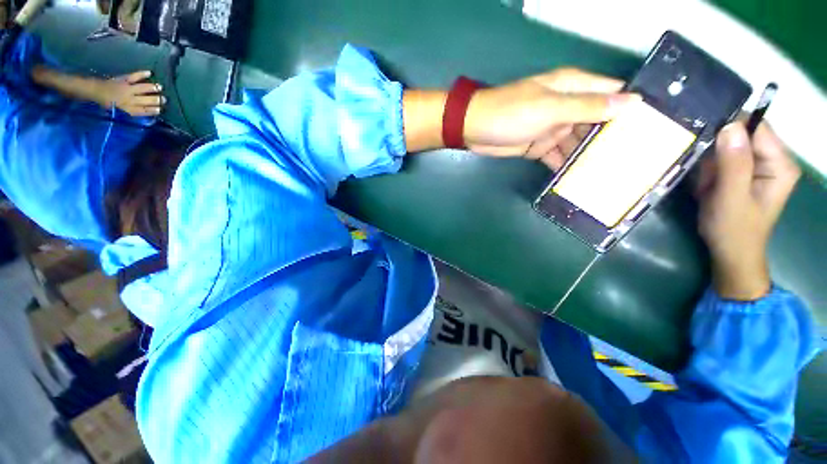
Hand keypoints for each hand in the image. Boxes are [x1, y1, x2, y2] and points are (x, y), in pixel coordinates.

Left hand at [95, 71, 164, 116]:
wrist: (94, 91)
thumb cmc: (107, 103)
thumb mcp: (118, 112)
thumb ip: (130, 112)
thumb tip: (144, 112)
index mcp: (127, 109)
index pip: (143, 110)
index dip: (152, 110)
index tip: (160, 110)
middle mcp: (129, 99)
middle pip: (145, 100)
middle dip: (155, 100)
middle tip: (164, 100)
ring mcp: (126, 88)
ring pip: (142, 88)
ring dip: (152, 88)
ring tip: (159, 87)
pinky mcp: (123, 80)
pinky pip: (134, 76)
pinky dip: (141, 74)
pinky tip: (149, 73)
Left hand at [464, 68, 639, 168]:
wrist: (474, 130)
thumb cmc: (511, 113)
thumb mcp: (550, 107)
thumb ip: (587, 106)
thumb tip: (630, 102)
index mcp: (573, 89)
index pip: (612, 93)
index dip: (633, 107)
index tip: (655, 126)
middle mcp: (567, 108)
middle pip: (598, 121)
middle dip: (614, 138)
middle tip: (637, 159)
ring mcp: (552, 129)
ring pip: (578, 142)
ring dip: (591, 155)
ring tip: (614, 174)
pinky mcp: (538, 147)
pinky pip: (558, 156)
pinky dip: (567, 165)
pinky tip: (580, 178)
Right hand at [695, 122, 800, 299]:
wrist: (730, 251)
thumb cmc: (733, 229)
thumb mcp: (731, 198)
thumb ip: (733, 164)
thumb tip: (730, 126)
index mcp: (780, 164)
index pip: (756, 129)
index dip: (730, 132)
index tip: (707, 149)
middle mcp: (773, 160)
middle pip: (741, 137)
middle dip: (717, 154)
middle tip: (708, 179)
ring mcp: (759, 166)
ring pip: (727, 148)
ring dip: (710, 165)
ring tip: (708, 186)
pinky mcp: (745, 173)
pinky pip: (722, 159)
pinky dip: (709, 171)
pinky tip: (708, 187)